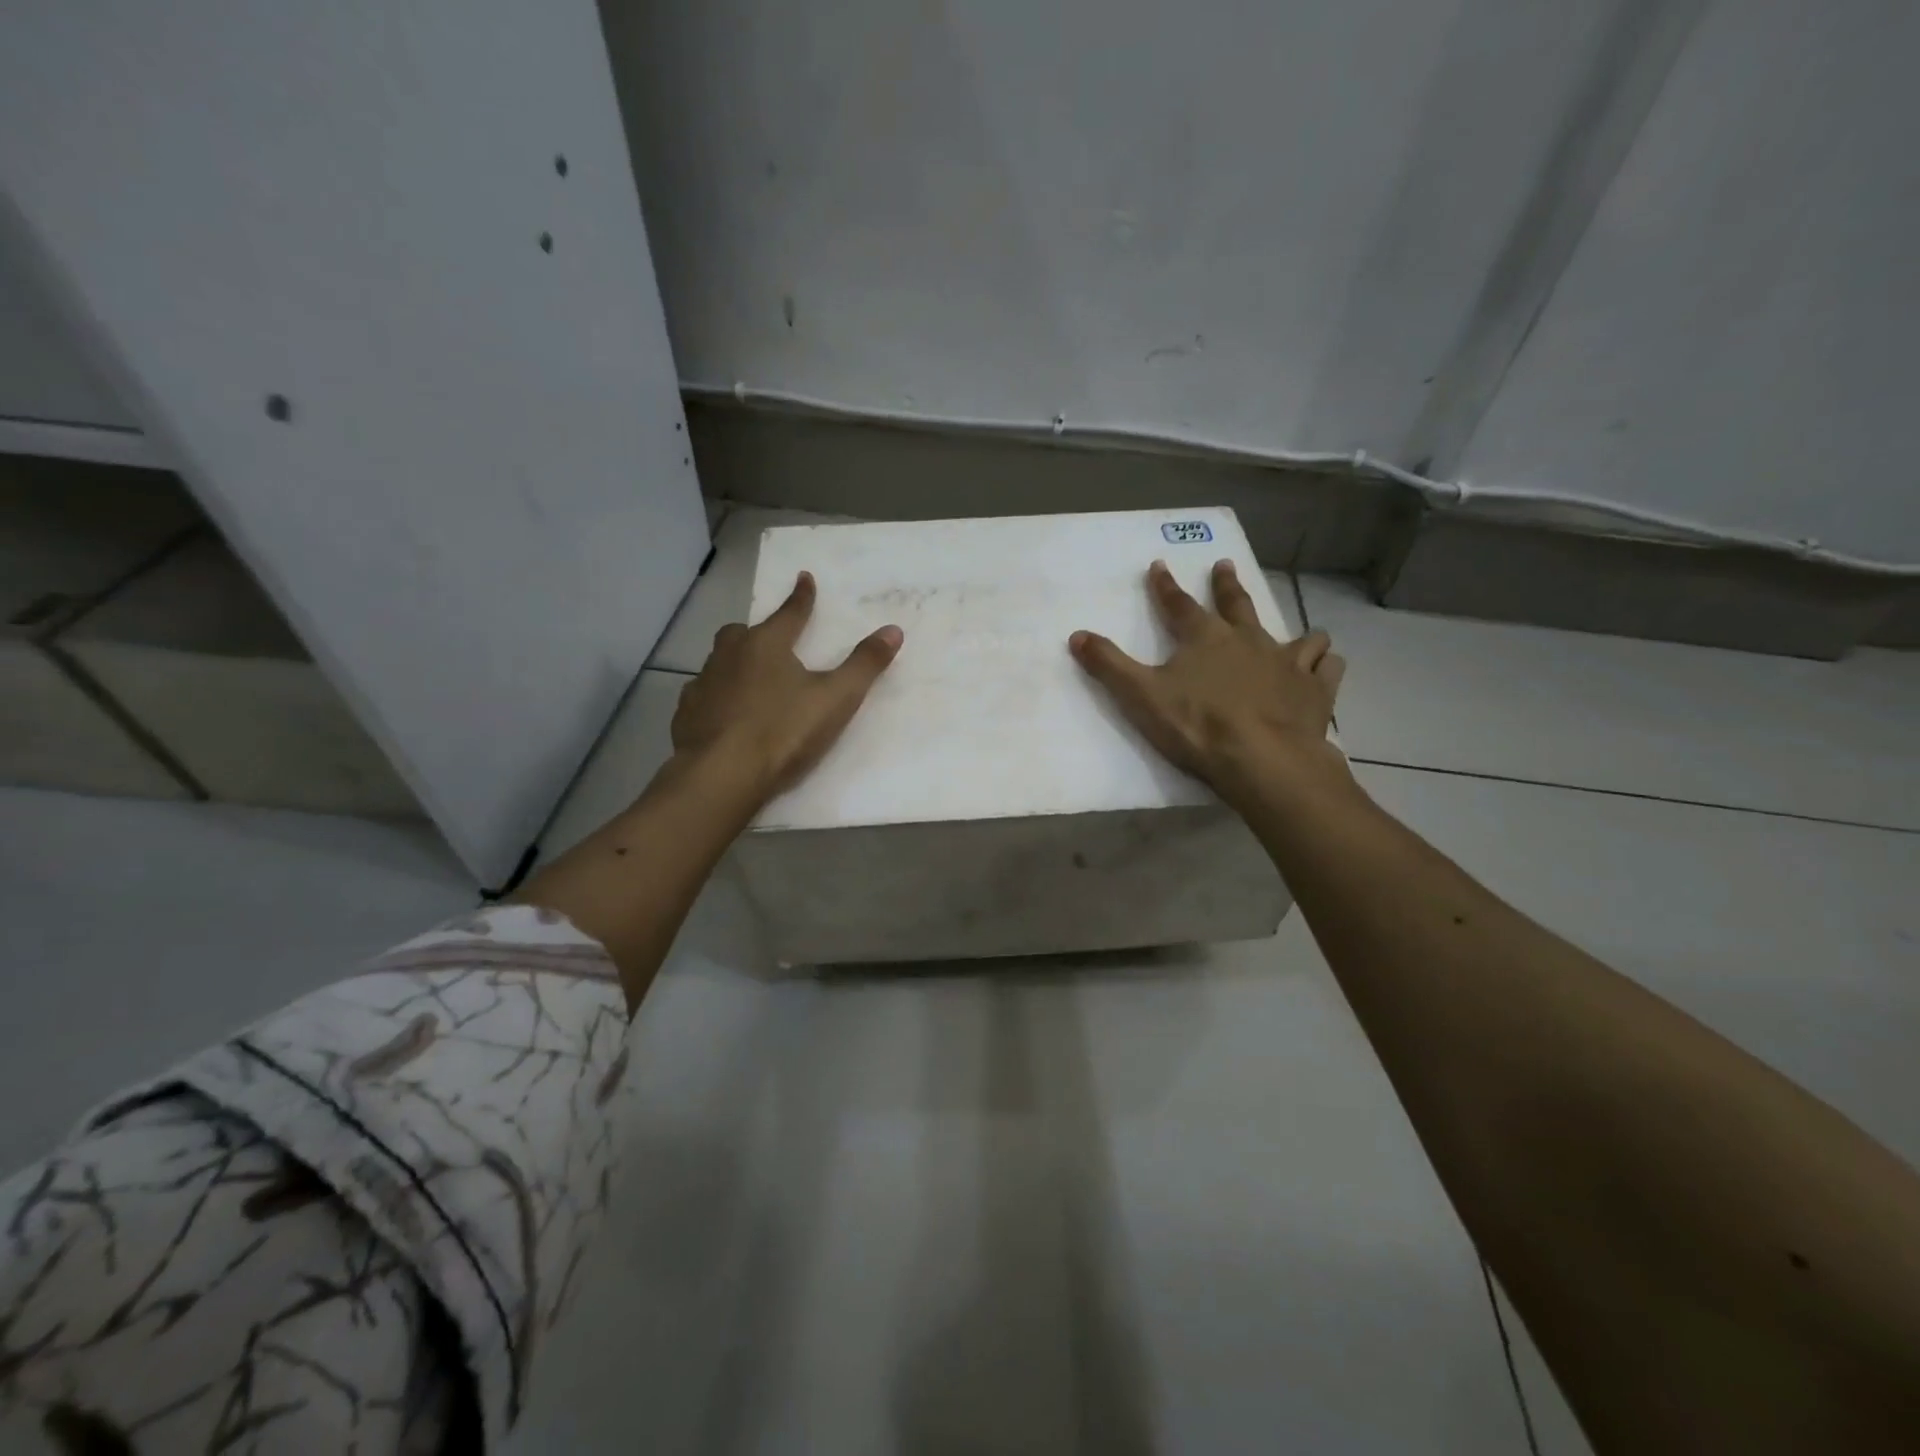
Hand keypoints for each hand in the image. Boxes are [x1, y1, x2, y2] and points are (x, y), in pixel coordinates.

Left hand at [672, 571, 903, 803]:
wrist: (721, 775)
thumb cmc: (783, 732)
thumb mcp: (836, 699)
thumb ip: (864, 665)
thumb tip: (893, 630)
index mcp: (766, 645)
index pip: (789, 613)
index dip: (801, 597)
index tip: (804, 577)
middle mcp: (729, 656)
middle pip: (742, 633)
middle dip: (758, 633)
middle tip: (771, 642)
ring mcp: (703, 684)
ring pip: (719, 663)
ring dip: (735, 665)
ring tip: (750, 681)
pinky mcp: (686, 714)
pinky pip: (703, 695)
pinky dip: (716, 697)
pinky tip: (724, 714)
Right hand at [1069, 559, 1346, 806]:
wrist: (1262, 760)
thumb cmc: (1197, 726)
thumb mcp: (1140, 696)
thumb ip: (1108, 665)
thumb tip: (1076, 635)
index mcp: (1205, 638)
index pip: (1179, 604)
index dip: (1165, 586)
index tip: (1160, 565)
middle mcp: (1249, 639)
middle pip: (1237, 604)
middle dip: (1226, 584)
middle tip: (1224, 565)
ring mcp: (1288, 662)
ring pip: (1298, 635)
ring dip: (1296, 632)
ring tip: (1299, 634)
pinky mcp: (1315, 690)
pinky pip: (1327, 667)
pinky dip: (1324, 665)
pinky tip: (1322, 669)